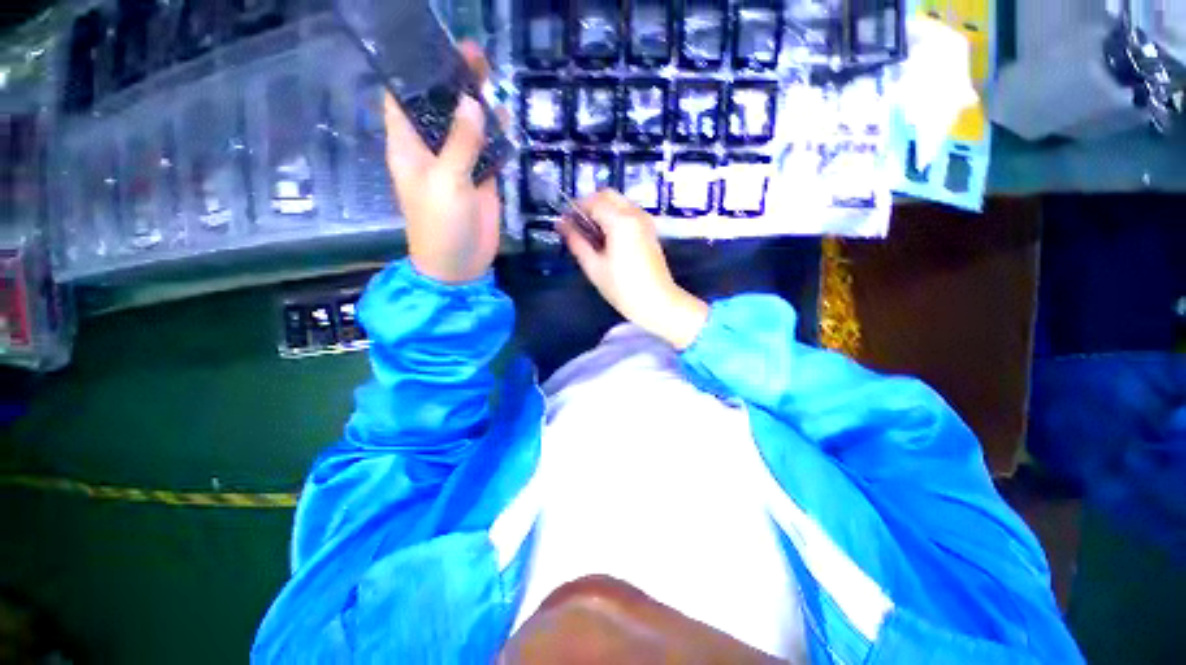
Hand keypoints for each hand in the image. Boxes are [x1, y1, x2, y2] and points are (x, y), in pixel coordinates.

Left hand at [383, 42, 500, 283]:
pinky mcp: (480, 179)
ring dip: (478, 104)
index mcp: (408, 145)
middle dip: (452, 80)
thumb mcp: (447, 181)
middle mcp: (431, 148)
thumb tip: (472, 101)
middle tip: (474, 55)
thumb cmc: (441, 224)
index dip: (413, 71)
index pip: (402, 97)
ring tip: (492, 76)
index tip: (433, 46)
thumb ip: (461, 142)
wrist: (461, 264)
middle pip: (439, 106)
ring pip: (467, 125)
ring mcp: (458, 164)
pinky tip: (505, 117)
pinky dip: (496, 135)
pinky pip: (488, 149)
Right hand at [560, 191, 708, 349]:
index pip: (592, 201)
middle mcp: (635, 213)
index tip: (564, 222)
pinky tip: (607, 239)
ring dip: (602, 210)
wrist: (657, 302)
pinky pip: (628, 213)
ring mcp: (645, 220)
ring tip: (591, 235)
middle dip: (589, 205)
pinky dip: (614, 217)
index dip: (575, 208)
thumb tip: (561, 224)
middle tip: (578, 226)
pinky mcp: (650, 230)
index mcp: (620, 221)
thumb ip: (576, 241)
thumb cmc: (622, 288)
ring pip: (619, 202)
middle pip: (607, 195)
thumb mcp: (594, 266)